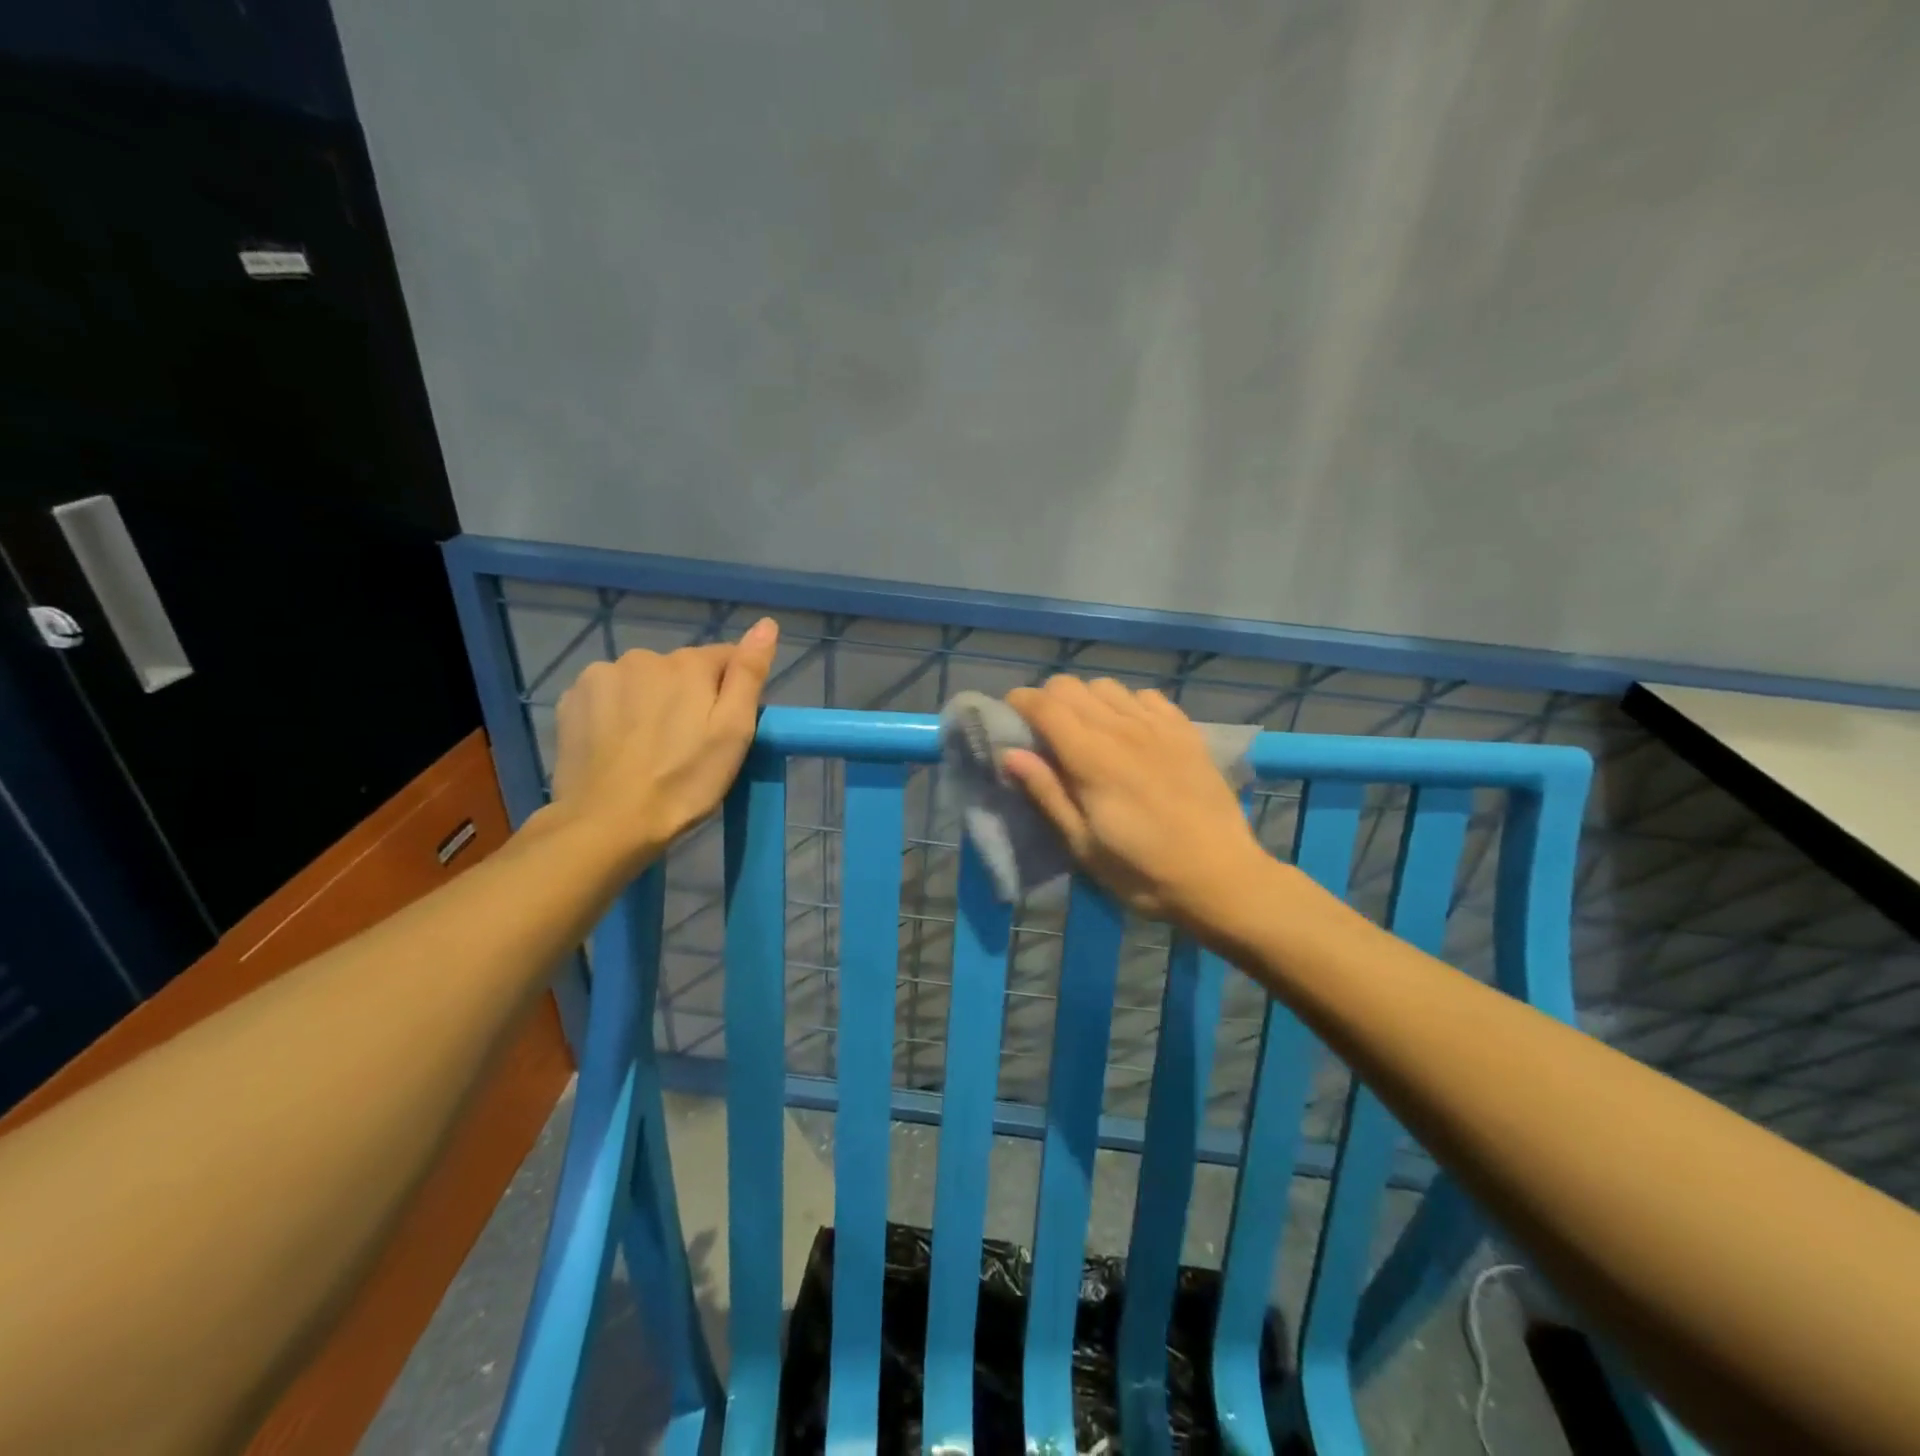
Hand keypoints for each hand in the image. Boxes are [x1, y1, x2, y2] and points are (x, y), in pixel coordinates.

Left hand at [547, 618, 779, 863]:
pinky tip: (620, 746)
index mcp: (687, 663)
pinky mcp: (572, 700)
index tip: (724, 729)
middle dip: (689, 697)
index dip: (731, 692)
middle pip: (681, 670)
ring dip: (651, 703)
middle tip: (688, 745)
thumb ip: (748, 674)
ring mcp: (600, 676)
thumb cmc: (684, 782)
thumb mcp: (733, 732)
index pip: (725, 658)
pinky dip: (618, 713)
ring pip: (643, 681)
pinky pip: (610, 696)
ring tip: (650, 749)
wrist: (607, 823)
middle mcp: (642, 657)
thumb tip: (766, 624)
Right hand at [1003, 676, 1264, 926]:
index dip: (1019, 702)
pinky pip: (1146, 696)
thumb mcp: (1083, 846)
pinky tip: (1130, 731)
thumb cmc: (1143, 872)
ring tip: (1086, 731)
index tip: (1008, 716)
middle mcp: (1122, 729)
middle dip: (1047, 700)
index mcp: (1092, 758)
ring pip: (1107, 686)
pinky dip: (1127, 704)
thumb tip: (1010, 754)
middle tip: (1044, 732)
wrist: (1222, 878)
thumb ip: (1047, 794)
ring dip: (1086, 701)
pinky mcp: (1186, 731)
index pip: (1045, 705)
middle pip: (1071, 686)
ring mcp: (1158, 726)